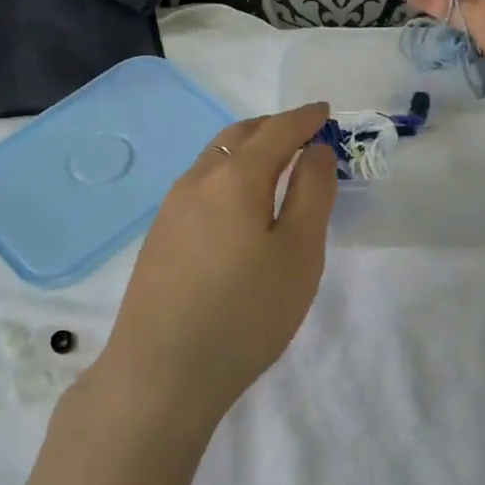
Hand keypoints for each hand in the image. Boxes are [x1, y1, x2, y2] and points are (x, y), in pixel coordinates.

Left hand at [91, 103, 337, 436]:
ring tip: (273, 165)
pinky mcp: (159, 238)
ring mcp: (170, 210)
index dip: (303, 118)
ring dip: (246, 151)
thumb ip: (311, 194)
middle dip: (272, 127)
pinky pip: (199, 187)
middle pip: (237, 137)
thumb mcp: (298, 254)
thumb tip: (314, 150)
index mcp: (233, 178)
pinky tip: (236, 205)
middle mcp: (196, 182)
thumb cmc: (245, 313)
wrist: (161, 372)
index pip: (275, 131)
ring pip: (213, 161)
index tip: (324, 111)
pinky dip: (227, 176)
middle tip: (301, 133)